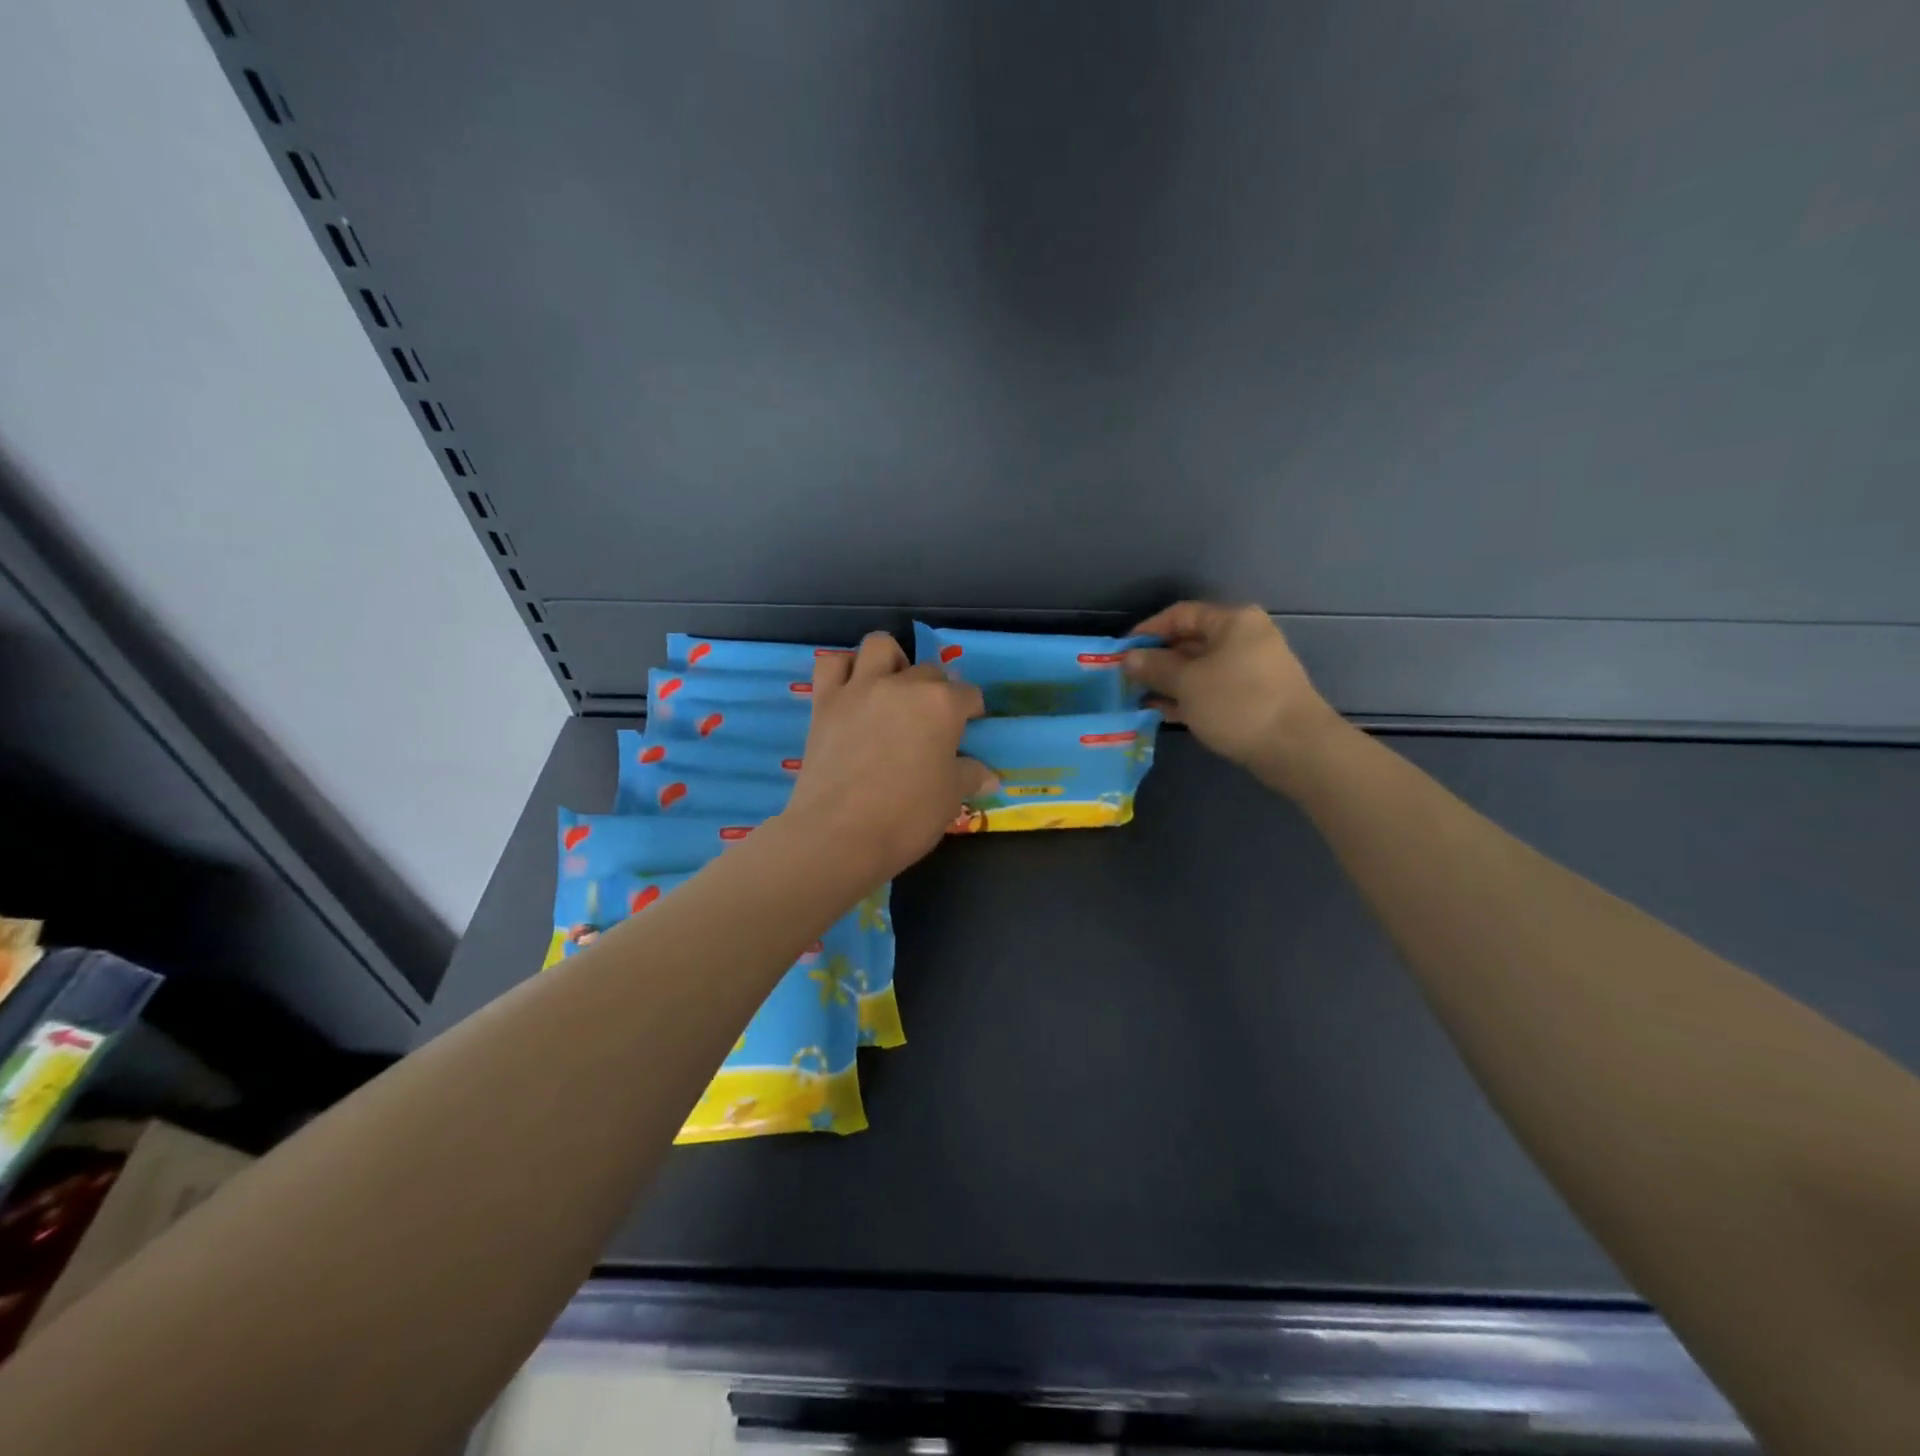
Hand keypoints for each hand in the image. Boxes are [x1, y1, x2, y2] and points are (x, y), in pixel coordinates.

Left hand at [784, 633, 995, 880]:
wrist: (839, 835)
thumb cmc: (906, 817)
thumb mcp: (950, 798)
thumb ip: (969, 776)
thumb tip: (988, 775)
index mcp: (941, 705)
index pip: (968, 694)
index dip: (971, 711)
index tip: (968, 728)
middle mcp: (902, 685)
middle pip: (928, 671)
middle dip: (936, 690)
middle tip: (931, 721)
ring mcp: (860, 688)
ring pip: (879, 646)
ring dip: (891, 661)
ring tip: (893, 689)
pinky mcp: (825, 701)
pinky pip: (831, 663)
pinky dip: (844, 669)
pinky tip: (852, 690)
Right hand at [1125, 602, 1343, 787]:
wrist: (1296, 748)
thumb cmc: (1238, 704)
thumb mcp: (1188, 683)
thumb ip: (1155, 667)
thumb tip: (1129, 658)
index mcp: (1233, 621)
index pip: (1180, 614)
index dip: (1148, 630)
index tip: (1121, 652)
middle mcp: (1245, 637)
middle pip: (1190, 640)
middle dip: (1157, 659)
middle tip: (1126, 678)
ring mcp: (1251, 668)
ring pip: (1200, 668)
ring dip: (1169, 681)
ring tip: (1138, 697)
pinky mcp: (1253, 696)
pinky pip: (1212, 688)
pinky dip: (1188, 697)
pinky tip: (1163, 712)